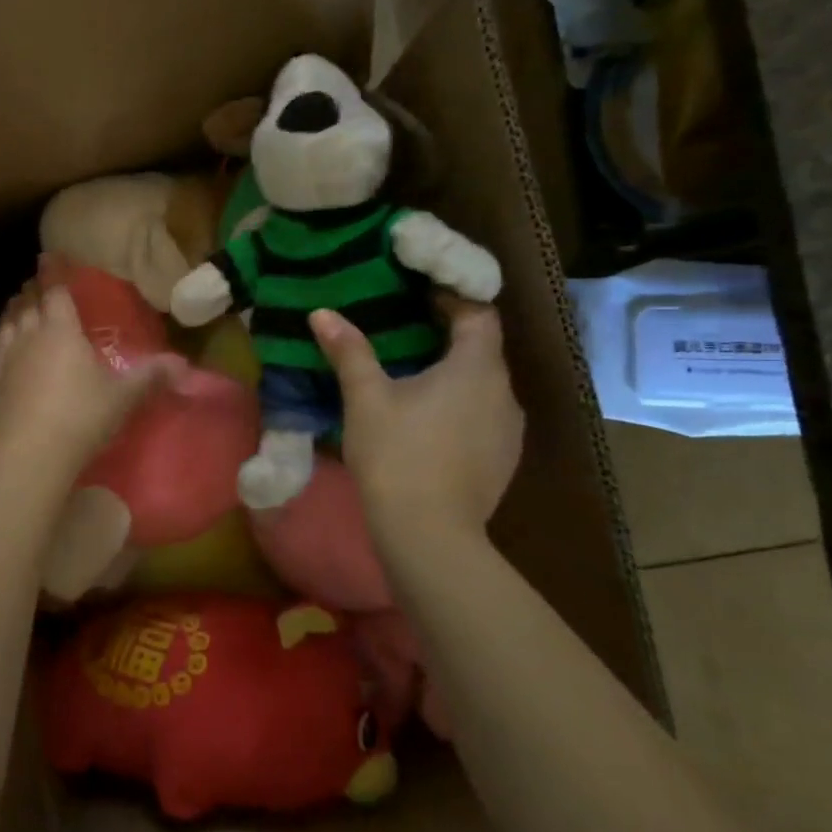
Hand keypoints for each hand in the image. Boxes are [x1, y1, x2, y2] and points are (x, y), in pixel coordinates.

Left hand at [0, 287, 184, 474]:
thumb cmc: (82, 418)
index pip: (58, 292)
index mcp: (63, 331)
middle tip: (38, 282)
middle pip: (30, 304)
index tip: (51, 256)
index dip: (56, 273)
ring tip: (17, 298)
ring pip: (7, 322)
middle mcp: (30, 335)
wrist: (33, 454)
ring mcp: (5, 356)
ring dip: (13, 307)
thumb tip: (184, 364)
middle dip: (35, 290)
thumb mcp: (124, 397)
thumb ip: (152, 376)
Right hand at [311, 297, 522, 546]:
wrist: (428, 535)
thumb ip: (349, 351)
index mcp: (477, 367)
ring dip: (455, 377)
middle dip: (448, 338)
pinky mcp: (504, 462)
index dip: (452, 299)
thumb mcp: (366, 398)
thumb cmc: (397, 454)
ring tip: (413, 380)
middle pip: (483, 350)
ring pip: (484, 387)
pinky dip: (460, 409)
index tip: (418, 296)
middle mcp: (505, 393)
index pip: (479, 314)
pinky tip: (428, 425)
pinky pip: (484, 418)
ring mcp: (510, 431)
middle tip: (404, 334)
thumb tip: (322, 312)